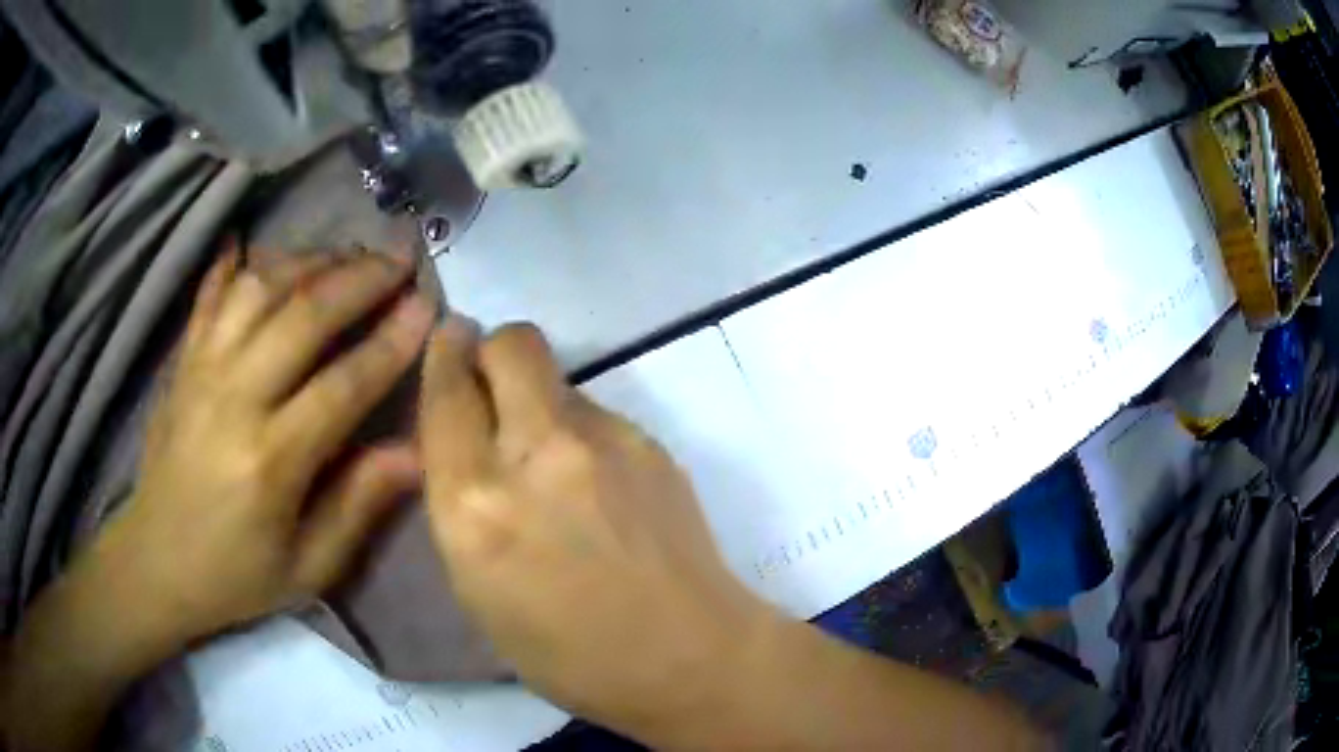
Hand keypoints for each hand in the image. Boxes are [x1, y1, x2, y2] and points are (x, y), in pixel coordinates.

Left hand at [97, 247, 433, 645]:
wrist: (156, 562)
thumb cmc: (235, 575)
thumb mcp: (307, 568)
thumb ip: (359, 506)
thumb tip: (416, 452)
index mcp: (271, 460)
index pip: (343, 384)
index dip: (391, 341)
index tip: (427, 306)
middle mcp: (234, 399)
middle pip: (302, 315)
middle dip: (359, 279)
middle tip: (399, 261)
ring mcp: (201, 371)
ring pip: (258, 288)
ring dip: (308, 262)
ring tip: (344, 256)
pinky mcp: (182, 362)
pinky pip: (210, 295)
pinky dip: (235, 264)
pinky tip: (256, 246)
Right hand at [420, 322, 774, 734]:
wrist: (689, 656)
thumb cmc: (568, 654)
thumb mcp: (478, 592)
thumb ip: (461, 504)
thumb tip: (463, 444)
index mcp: (476, 504)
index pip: (447, 393)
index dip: (443, 355)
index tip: (448, 339)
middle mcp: (536, 454)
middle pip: (511, 344)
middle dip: (491, 348)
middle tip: (491, 384)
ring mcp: (604, 441)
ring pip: (556, 376)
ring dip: (537, 398)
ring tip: (551, 458)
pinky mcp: (651, 443)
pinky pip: (598, 412)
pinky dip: (581, 431)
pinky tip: (598, 484)